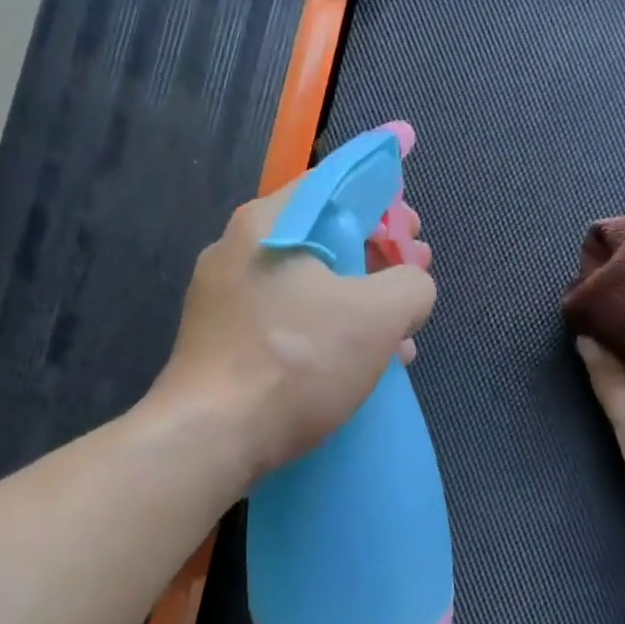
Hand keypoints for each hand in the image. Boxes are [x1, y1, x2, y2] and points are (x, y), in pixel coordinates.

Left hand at [153, 180, 435, 484]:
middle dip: (377, 258)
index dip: (385, 202)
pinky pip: (286, 318)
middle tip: (411, 281)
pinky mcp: (222, 339)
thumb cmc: (295, 363)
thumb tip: (411, 288)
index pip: (336, 184)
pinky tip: (356, 366)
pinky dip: (325, 330)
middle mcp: (238, 249)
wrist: (210, 438)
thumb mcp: (377, 316)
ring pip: (307, 283)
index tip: (414, 235)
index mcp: (269, 222)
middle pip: (323, 235)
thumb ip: (412, 284)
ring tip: (397, 339)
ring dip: (358, 303)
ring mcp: (224, 297)